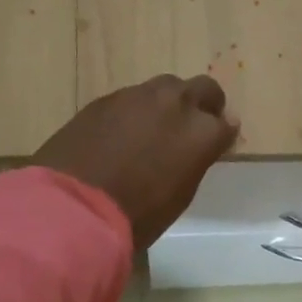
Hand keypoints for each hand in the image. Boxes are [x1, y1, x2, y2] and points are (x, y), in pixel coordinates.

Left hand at [34, 74, 238, 247]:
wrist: (74, 207)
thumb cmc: (139, 214)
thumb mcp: (181, 193)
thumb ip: (195, 161)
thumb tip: (201, 146)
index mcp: (203, 132)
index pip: (227, 125)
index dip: (222, 136)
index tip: (214, 147)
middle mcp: (177, 104)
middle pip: (203, 89)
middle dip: (204, 105)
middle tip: (192, 128)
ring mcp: (138, 96)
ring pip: (166, 87)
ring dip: (168, 104)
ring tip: (155, 129)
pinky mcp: (105, 99)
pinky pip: (133, 98)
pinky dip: (136, 111)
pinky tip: (123, 134)